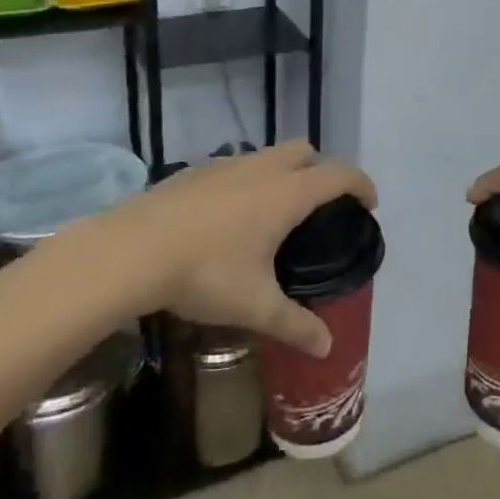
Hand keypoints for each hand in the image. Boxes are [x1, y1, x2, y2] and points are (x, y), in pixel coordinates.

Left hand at [103, 142, 375, 357]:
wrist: (131, 251)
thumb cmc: (205, 273)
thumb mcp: (255, 305)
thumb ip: (295, 324)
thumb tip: (327, 348)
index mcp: (287, 193)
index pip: (339, 175)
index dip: (361, 184)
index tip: (369, 204)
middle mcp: (262, 169)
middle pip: (305, 151)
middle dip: (320, 170)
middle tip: (319, 207)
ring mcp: (225, 165)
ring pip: (268, 155)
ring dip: (282, 172)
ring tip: (274, 214)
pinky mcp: (195, 172)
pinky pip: (236, 166)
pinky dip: (248, 181)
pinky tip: (229, 218)